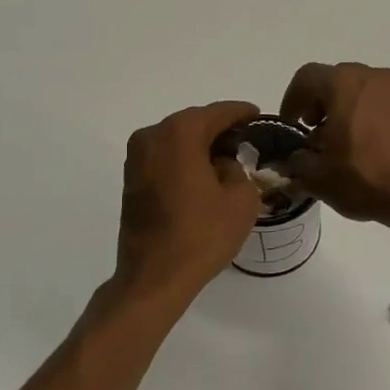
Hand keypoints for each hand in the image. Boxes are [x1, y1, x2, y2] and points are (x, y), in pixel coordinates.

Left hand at [114, 101, 263, 301]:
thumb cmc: (201, 235)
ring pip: (177, 140)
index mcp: (180, 133)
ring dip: (200, 145)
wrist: (154, 277)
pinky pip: (164, 157)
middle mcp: (152, 136)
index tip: (258, 115)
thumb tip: (224, 163)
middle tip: (246, 139)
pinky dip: (184, 159)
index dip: (241, 112)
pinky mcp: (131, 179)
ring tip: (227, 158)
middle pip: (194, 122)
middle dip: (219, 128)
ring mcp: (136, 158)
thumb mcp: (241, 200)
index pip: (218, 113)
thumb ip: (238, 169)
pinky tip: (203, 174)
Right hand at [280, 63, 389, 231]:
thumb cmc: (365, 178)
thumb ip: (296, 161)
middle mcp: (371, 77)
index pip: (306, 78)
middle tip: (312, 135)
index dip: (291, 100)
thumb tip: (294, 157)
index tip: (290, 126)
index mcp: (343, 83)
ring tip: (338, 144)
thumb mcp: (318, 177)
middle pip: (333, 80)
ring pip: (358, 90)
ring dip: (342, 109)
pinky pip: (379, 102)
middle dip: (317, 105)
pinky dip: (364, 115)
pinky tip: (363, 147)